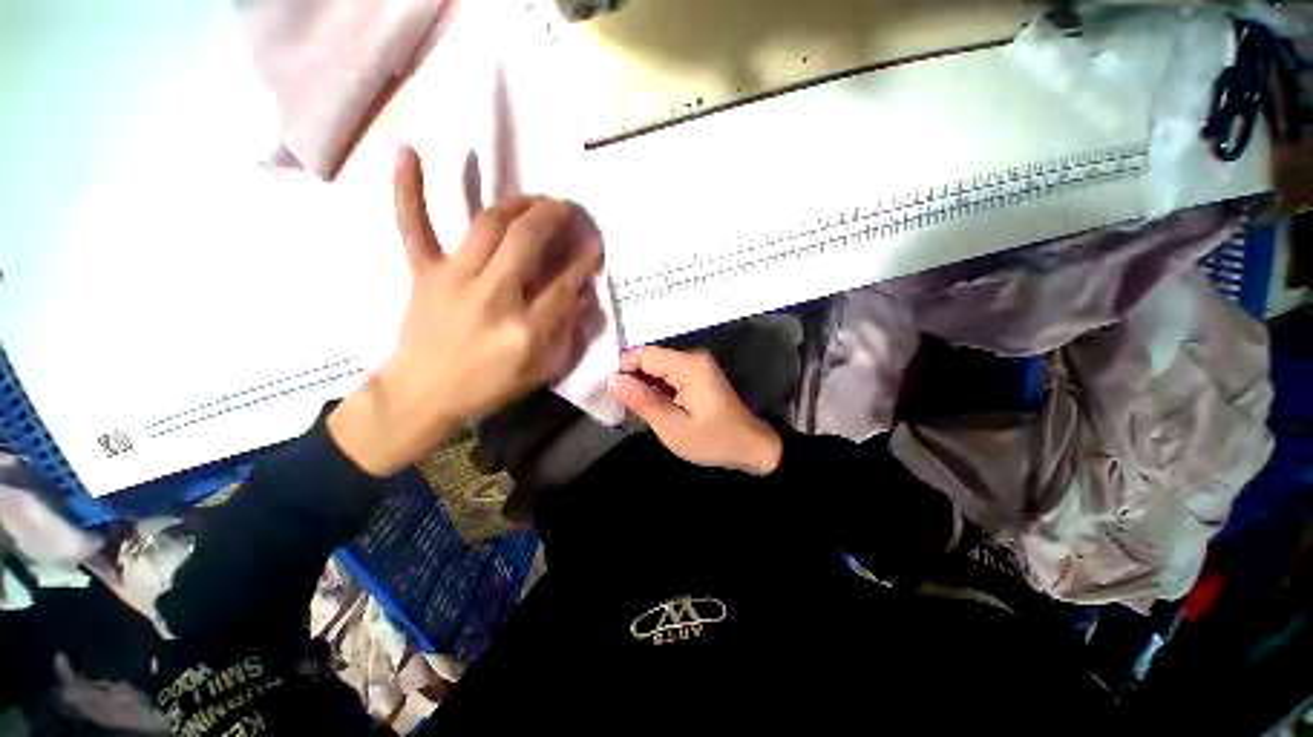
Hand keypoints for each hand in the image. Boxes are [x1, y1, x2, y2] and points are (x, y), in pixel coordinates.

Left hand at [329, 146, 602, 476]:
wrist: (423, 395)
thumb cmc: (489, 386)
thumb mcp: (541, 370)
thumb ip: (567, 332)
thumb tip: (582, 293)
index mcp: (525, 329)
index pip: (564, 283)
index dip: (584, 260)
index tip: (594, 244)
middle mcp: (493, 297)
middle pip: (528, 242)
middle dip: (554, 217)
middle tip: (567, 208)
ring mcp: (453, 280)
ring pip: (488, 226)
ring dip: (517, 204)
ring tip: (534, 199)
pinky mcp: (423, 274)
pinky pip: (413, 227)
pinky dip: (409, 189)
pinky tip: (409, 151)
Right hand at [606, 347, 782, 475]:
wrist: (750, 446)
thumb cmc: (713, 440)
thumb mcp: (673, 427)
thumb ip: (642, 401)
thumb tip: (612, 381)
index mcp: (688, 366)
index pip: (643, 354)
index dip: (622, 368)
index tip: (607, 390)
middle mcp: (692, 358)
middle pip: (650, 358)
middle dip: (630, 377)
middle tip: (615, 402)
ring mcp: (696, 365)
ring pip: (657, 366)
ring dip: (641, 383)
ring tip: (627, 405)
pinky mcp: (697, 375)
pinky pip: (668, 374)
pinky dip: (655, 387)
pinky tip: (646, 403)